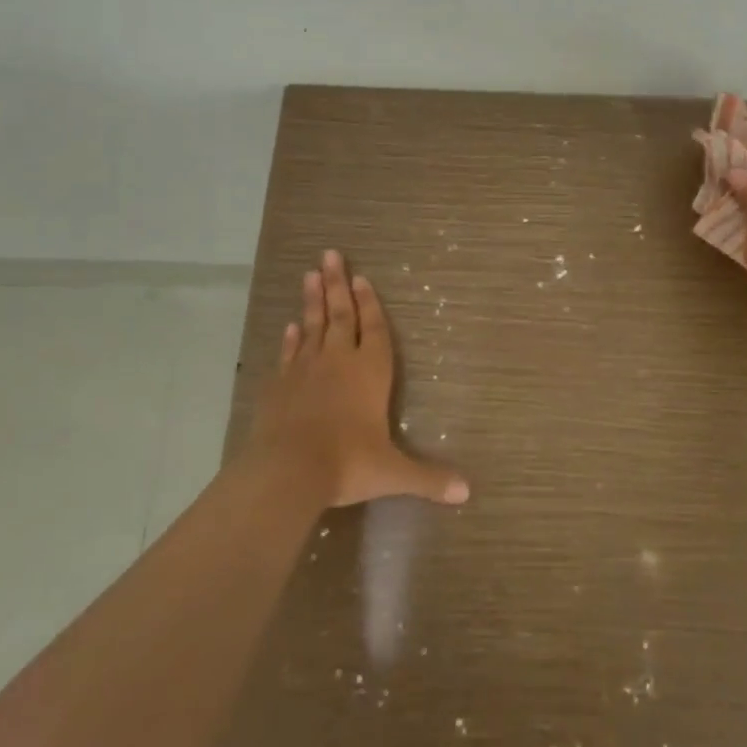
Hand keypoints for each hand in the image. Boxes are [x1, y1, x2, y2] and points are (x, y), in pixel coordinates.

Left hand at [247, 249, 469, 510]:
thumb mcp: (392, 473)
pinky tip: (291, 327)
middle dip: (337, 285)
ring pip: (311, 326)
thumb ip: (428, 478)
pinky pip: (289, 353)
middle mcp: (338, 361)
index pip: (374, 329)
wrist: (287, 470)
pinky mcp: (279, 385)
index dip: (370, 304)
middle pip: (340, 315)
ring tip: (310, 274)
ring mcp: (305, 370)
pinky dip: (291, 339)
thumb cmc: (347, 463)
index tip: (361, 278)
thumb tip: (467, 493)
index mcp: (370, 373)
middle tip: (330, 254)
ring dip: (312, 300)